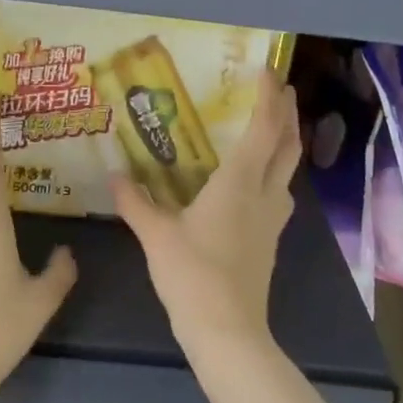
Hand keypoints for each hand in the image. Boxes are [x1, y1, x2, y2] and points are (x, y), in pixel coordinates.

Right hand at [112, 72, 299, 349]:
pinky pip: (279, 190)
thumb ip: (135, 202)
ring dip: (285, 141)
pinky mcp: (270, 239)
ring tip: (270, 126)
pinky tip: (255, 178)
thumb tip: (113, 176)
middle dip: (286, 113)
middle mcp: (264, 194)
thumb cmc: (192, 274)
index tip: (267, 71)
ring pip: (288, 169)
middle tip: (278, 88)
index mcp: (239, 183)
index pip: (263, 130)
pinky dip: (274, 169)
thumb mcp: (156, 235)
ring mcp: (273, 219)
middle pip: (287, 145)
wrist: (228, 330)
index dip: (268, 98)